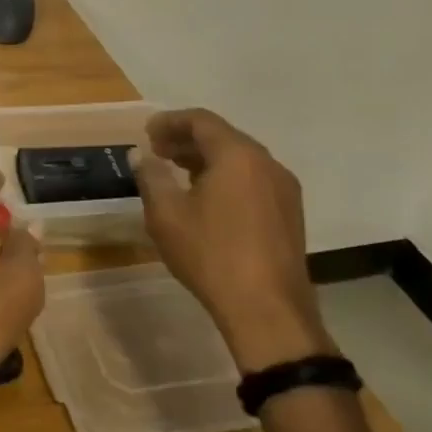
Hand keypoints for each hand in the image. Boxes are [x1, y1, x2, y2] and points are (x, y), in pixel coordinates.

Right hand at [133, 109, 335, 373]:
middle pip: (223, 137)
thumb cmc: (211, 254)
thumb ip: (151, 176)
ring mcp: (283, 189)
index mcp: (238, 155)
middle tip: (157, 151)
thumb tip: (142, 156)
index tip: (147, 132)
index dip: (170, 121)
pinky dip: (226, 177)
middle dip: (187, 140)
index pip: (201, 121)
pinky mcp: (289, 214)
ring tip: (177, 173)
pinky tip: (206, 199)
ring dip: (206, 160)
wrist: (267, 311)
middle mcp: (267, 163)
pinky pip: (252, 180)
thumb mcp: (166, 214)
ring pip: (240, 159)